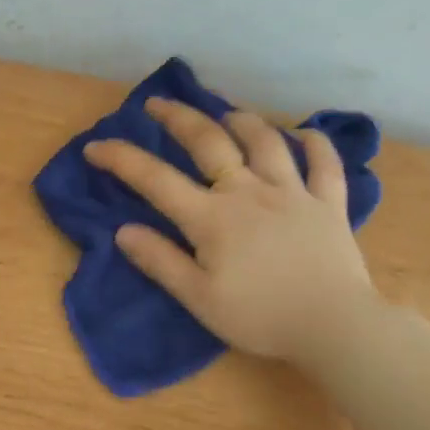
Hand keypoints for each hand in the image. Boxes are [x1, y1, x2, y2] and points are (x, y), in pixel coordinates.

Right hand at [83, 97, 376, 367]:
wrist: (334, 326)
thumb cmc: (260, 317)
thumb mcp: (199, 299)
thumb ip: (161, 262)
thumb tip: (123, 231)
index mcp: (211, 218)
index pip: (156, 180)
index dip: (121, 159)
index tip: (95, 146)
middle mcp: (249, 192)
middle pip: (210, 141)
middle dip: (179, 117)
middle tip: (158, 103)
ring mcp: (293, 192)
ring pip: (265, 141)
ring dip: (241, 120)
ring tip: (226, 113)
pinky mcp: (329, 203)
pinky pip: (325, 163)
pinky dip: (314, 143)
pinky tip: (303, 134)